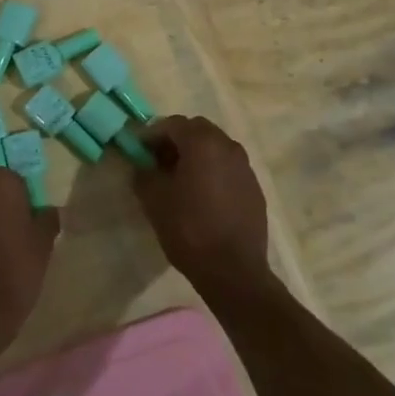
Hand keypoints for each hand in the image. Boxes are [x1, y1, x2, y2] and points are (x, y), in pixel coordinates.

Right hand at [135, 116, 271, 296]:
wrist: (234, 271)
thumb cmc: (189, 229)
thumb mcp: (154, 200)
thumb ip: (143, 173)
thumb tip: (142, 164)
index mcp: (202, 142)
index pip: (172, 124)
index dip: (152, 135)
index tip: (140, 152)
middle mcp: (228, 146)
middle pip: (197, 131)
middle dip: (176, 141)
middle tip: (159, 163)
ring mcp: (245, 167)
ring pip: (215, 148)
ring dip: (197, 156)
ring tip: (181, 181)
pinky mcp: (255, 188)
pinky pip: (229, 168)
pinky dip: (213, 172)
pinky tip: (204, 197)